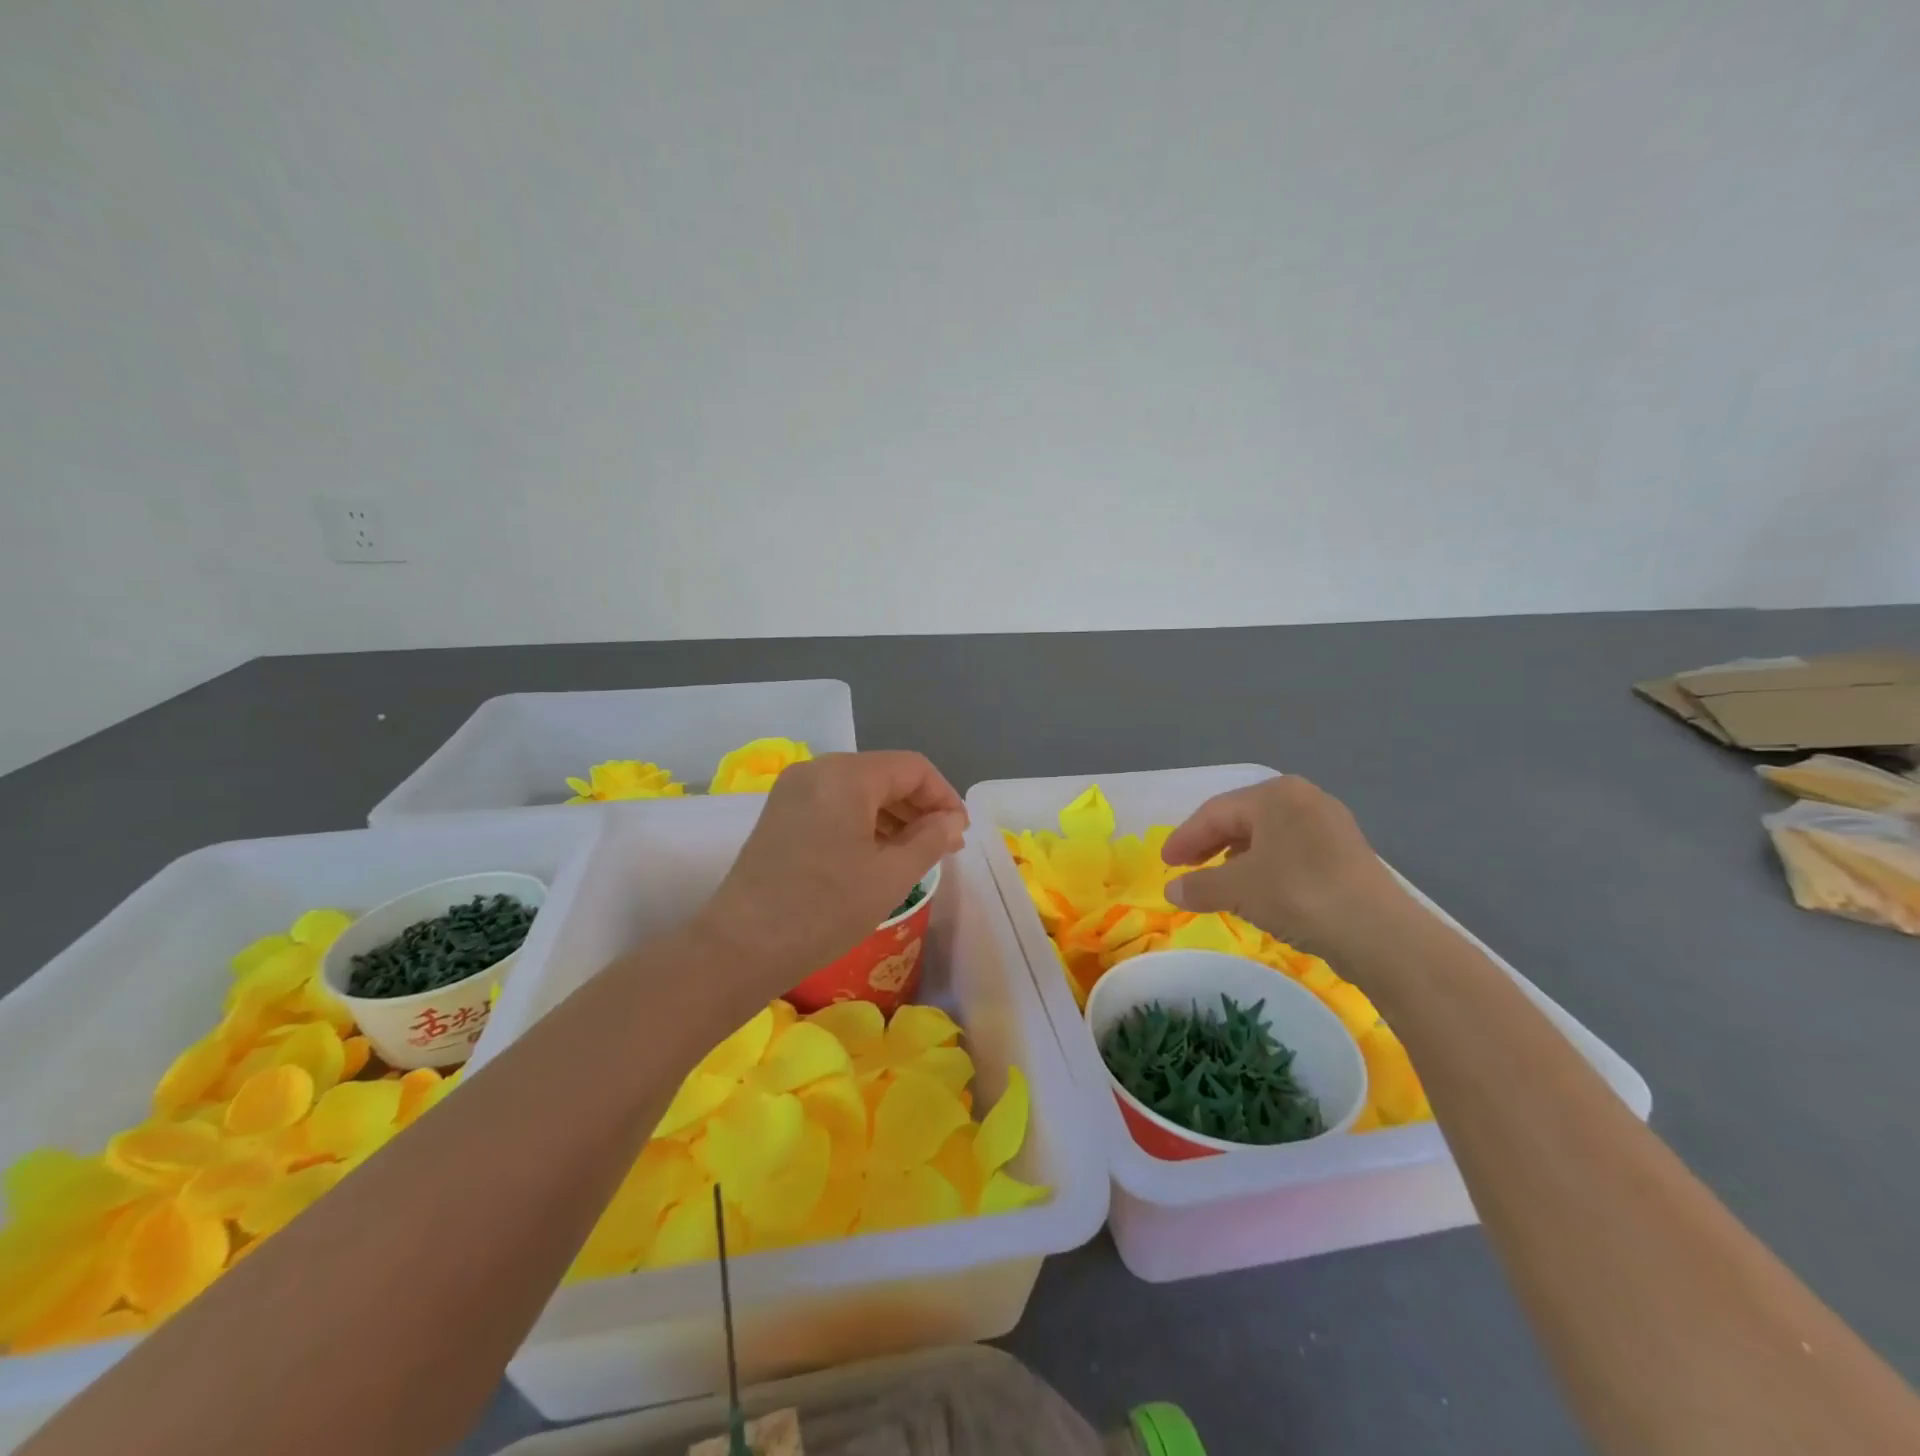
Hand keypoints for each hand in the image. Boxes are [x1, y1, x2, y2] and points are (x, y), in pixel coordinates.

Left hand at [693, 751, 968, 991]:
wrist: (740, 947)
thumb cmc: (824, 909)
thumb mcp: (890, 876)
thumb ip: (930, 839)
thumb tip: (952, 821)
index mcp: (846, 775)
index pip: (913, 768)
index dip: (944, 797)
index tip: (960, 835)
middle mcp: (817, 770)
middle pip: (884, 774)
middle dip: (919, 807)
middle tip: (944, 847)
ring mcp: (794, 791)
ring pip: (859, 789)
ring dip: (893, 816)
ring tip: (915, 855)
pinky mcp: (781, 814)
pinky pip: (835, 804)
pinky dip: (863, 822)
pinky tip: (876, 855)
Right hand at [1162, 775, 1411, 957]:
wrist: (1379, 933)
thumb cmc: (1299, 894)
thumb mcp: (1238, 889)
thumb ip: (1199, 885)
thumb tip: (1172, 889)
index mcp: (1274, 794)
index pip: (1216, 812)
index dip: (1185, 837)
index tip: (1165, 862)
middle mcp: (1303, 799)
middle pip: (1242, 819)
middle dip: (1210, 843)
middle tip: (1186, 867)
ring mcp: (1330, 825)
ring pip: (1268, 836)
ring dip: (1237, 856)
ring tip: (1219, 880)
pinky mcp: (1346, 853)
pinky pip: (1291, 851)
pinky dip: (1266, 866)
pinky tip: (1259, 889)